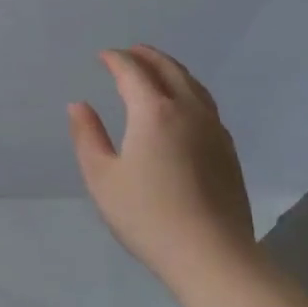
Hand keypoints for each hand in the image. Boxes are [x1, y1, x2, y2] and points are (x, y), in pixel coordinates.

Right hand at [68, 46, 255, 285]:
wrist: (211, 254)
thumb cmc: (147, 215)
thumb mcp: (102, 177)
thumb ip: (87, 136)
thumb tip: (79, 106)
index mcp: (153, 112)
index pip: (133, 72)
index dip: (116, 60)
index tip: (103, 56)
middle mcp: (188, 111)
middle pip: (169, 70)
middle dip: (147, 56)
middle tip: (130, 51)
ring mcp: (214, 130)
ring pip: (194, 85)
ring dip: (172, 69)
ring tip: (157, 69)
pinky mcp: (228, 150)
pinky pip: (206, 105)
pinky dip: (189, 91)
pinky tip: (183, 105)